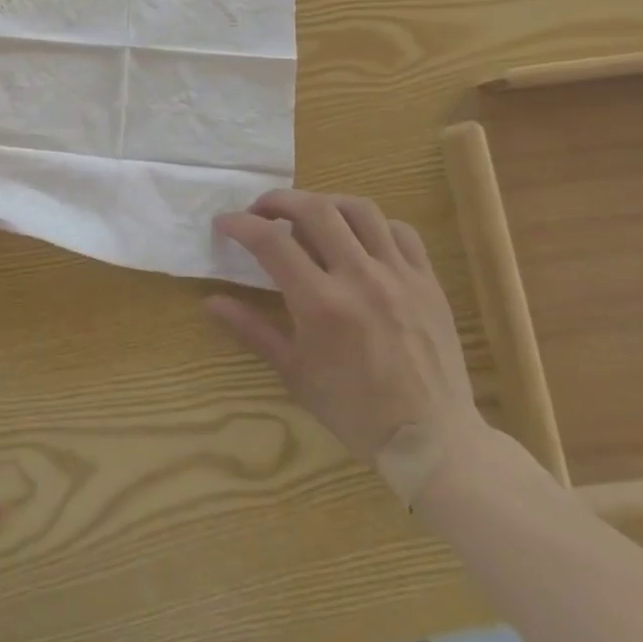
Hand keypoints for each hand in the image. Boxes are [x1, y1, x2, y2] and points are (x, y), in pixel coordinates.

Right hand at [209, 190, 484, 502]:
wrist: (432, 441)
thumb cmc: (354, 410)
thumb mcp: (293, 372)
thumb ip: (251, 329)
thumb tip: (210, 301)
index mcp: (322, 304)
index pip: (271, 242)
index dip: (240, 224)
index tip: (224, 224)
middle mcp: (360, 278)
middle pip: (315, 210)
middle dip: (279, 200)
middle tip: (261, 211)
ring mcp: (399, 276)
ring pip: (360, 210)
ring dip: (325, 204)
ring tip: (308, 217)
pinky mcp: (428, 282)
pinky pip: (400, 232)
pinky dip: (373, 225)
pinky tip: (358, 240)